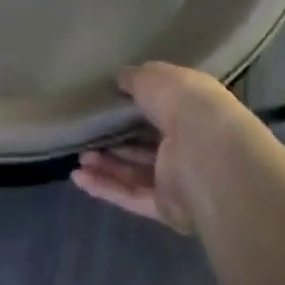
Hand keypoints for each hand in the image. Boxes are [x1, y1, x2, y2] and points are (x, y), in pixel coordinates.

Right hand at [71, 62, 260, 233]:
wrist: (207, 155)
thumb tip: (121, 78)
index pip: (164, 109)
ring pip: (137, 172)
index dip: (136, 106)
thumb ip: (135, 78)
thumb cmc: (186, 105)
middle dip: (117, 141)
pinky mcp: (167, 207)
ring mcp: (179, 179)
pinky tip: (78, 177)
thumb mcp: (154, 77)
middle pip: (148, 144)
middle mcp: (189, 145)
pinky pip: (131, 195)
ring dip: (107, 165)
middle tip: (88, 134)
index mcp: (194, 111)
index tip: (108, 103)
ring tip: (79, 157)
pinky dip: (105, 187)